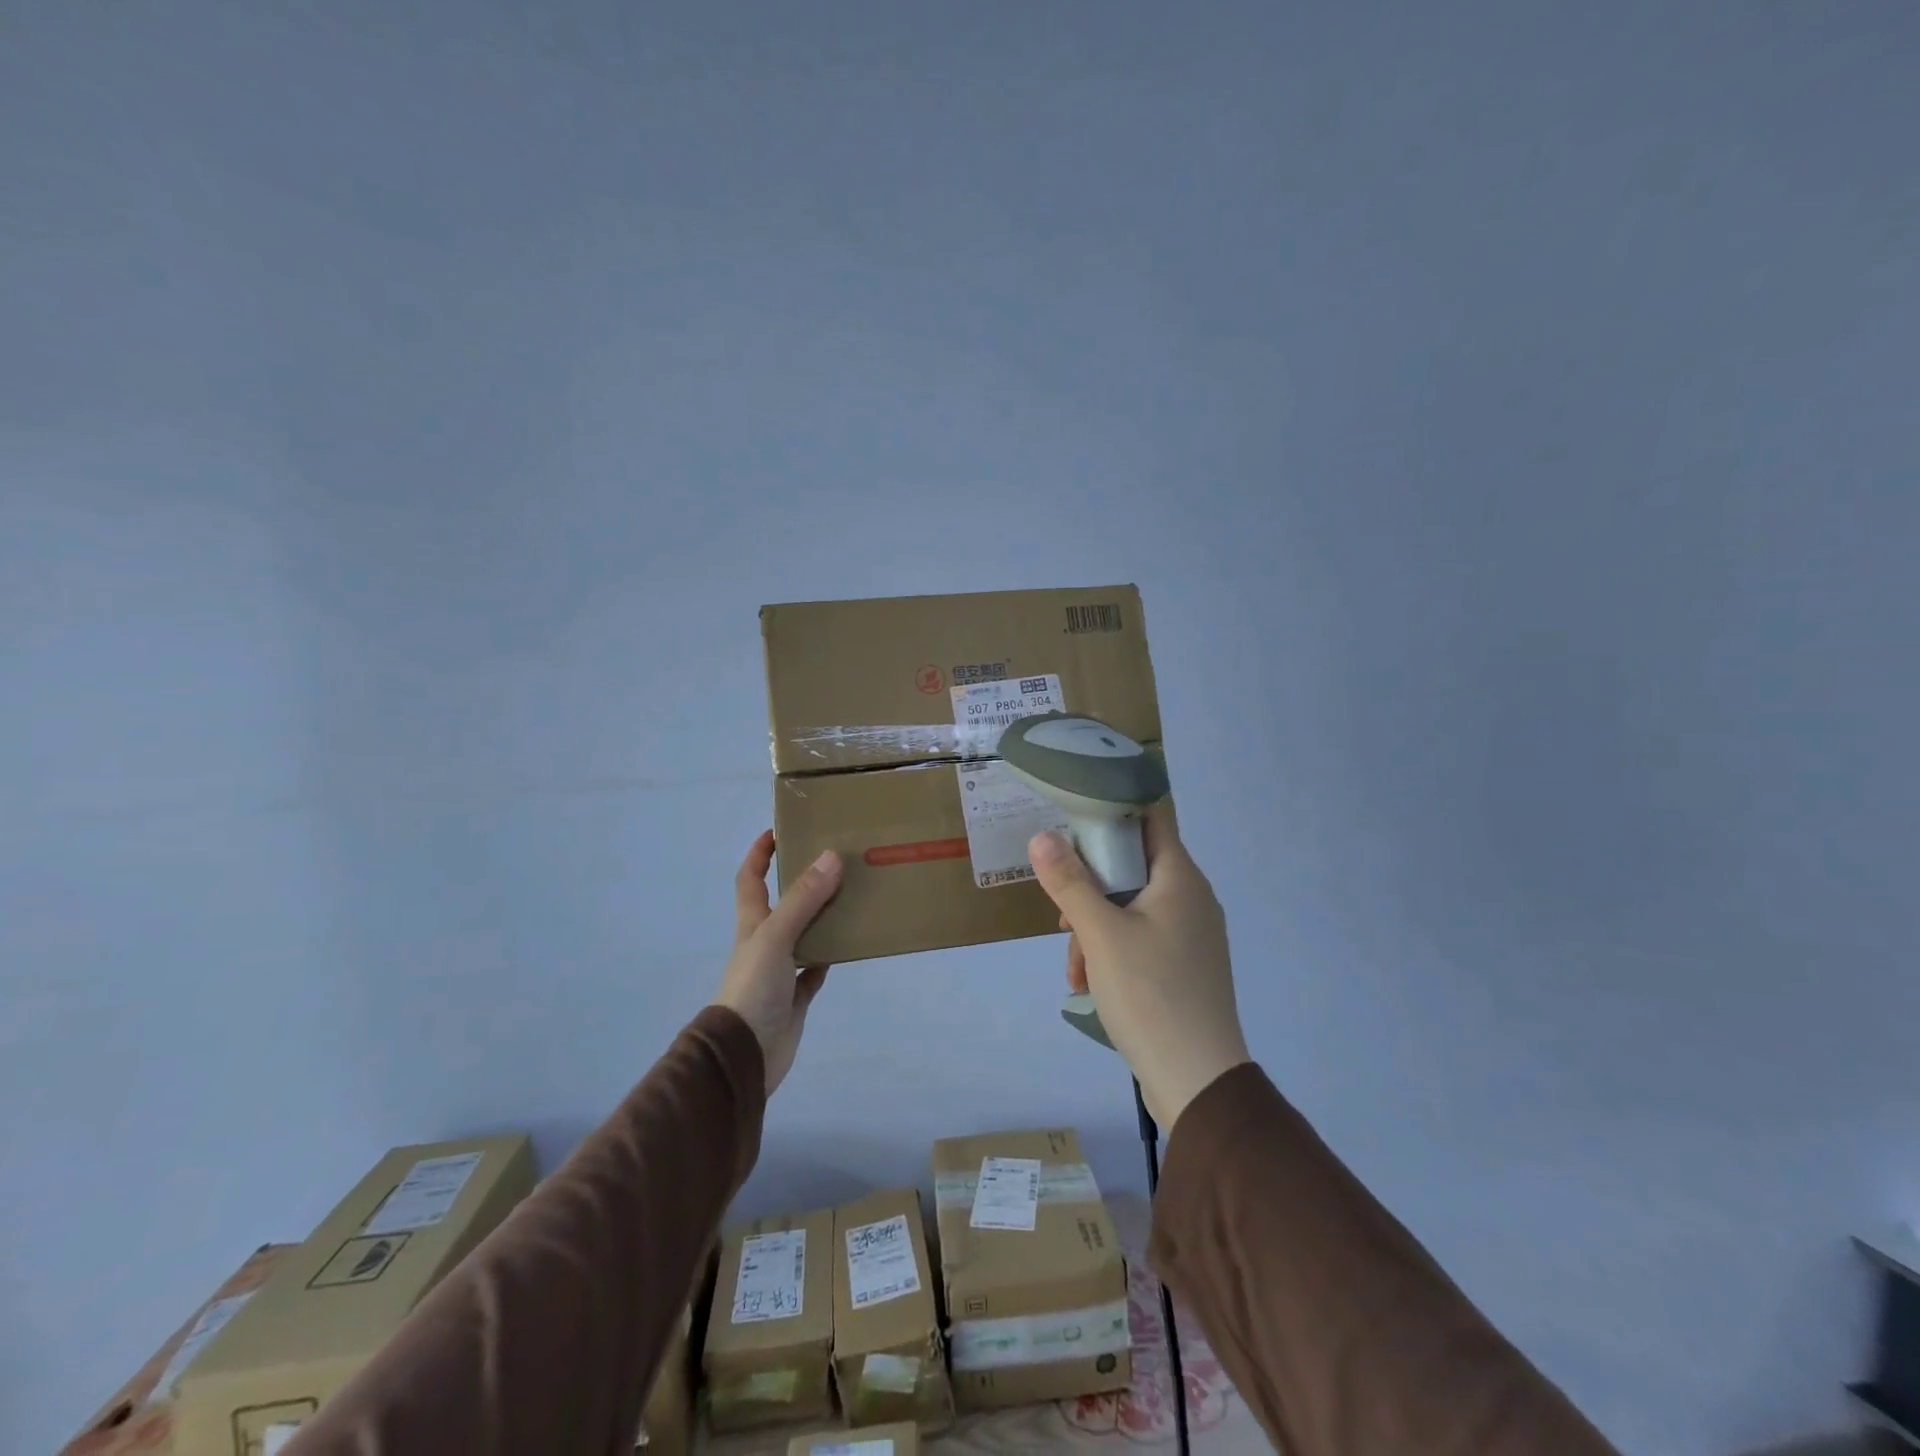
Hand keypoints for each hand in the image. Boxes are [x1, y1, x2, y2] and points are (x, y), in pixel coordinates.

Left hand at [713, 831, 842, 1095]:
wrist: (744, 1056)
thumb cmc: (753, 989)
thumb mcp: (775, 937)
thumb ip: (803, 900)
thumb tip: (831, 856)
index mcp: (753, 924)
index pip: (750, 879)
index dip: (759, 854)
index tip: (780, 830)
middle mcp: (765, 943)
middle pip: (782, 904)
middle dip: (801, 881)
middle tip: (834, 861)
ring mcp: (780, 972)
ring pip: (803, 935)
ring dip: (822, 917)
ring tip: (852, 896)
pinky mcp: (795, 998)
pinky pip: (814, 971)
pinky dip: (828, 956)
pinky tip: (848, 945)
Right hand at [1028, 804, 1249, 1127]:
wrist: (1197, 1080)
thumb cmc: (1149, 993)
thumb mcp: (1099, 934)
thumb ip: (1069, 882)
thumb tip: (1043, 837)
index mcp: (1180, 878)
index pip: (1149, 818)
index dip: (1111, 812)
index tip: (1071, 824)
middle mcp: (1192, 899)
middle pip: (1132, 867)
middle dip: (1090, 887)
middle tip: (1063, 914)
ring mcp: (1191, 935)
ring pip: (1131, 908)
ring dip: (1095, 928)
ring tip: (1074, 966)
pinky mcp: (1185, 967)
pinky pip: (1142, 940)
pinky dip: (1112, 952)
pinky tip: (1089, 984)